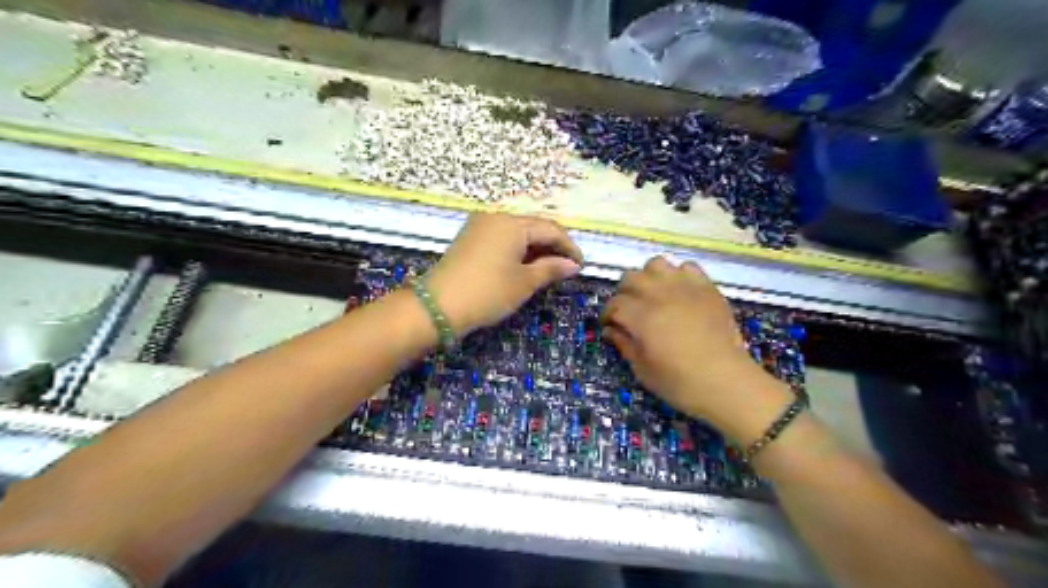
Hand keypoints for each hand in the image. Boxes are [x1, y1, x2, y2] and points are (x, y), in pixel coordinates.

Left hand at [427, 213, 587, 336]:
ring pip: (517, 233)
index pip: (550, 229)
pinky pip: (501, 238)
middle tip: (566, 268)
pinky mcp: (469, 238)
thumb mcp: (525, 282)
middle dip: (552, 246)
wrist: (438, 306)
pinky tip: (524, 265)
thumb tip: (573, 265)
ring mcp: (480, 226)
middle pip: (533, 227)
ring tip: (548, 269)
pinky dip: (517, 250)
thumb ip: (551, 269)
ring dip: (535, 248)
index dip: (569, 246)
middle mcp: (496, 217)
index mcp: (512, 223)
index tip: (581, 265)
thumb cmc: (488, 292)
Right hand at [603, 256, 790, 439]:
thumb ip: (624, 344)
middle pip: (631, 277)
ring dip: (649, 277)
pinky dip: (678, 276)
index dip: (608, 314)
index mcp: (641, 316)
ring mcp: (685, 287)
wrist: (726, 381)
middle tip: (629, 310)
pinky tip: (680, 293)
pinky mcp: (707, 288)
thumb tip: (611, 330)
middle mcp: (660, 294)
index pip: (614, 304)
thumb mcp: (643, 370)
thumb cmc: (680, 382)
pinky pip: (687, 267)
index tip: (610, 325)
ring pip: (656, 264)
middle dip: (624, 293)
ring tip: (653, 295)